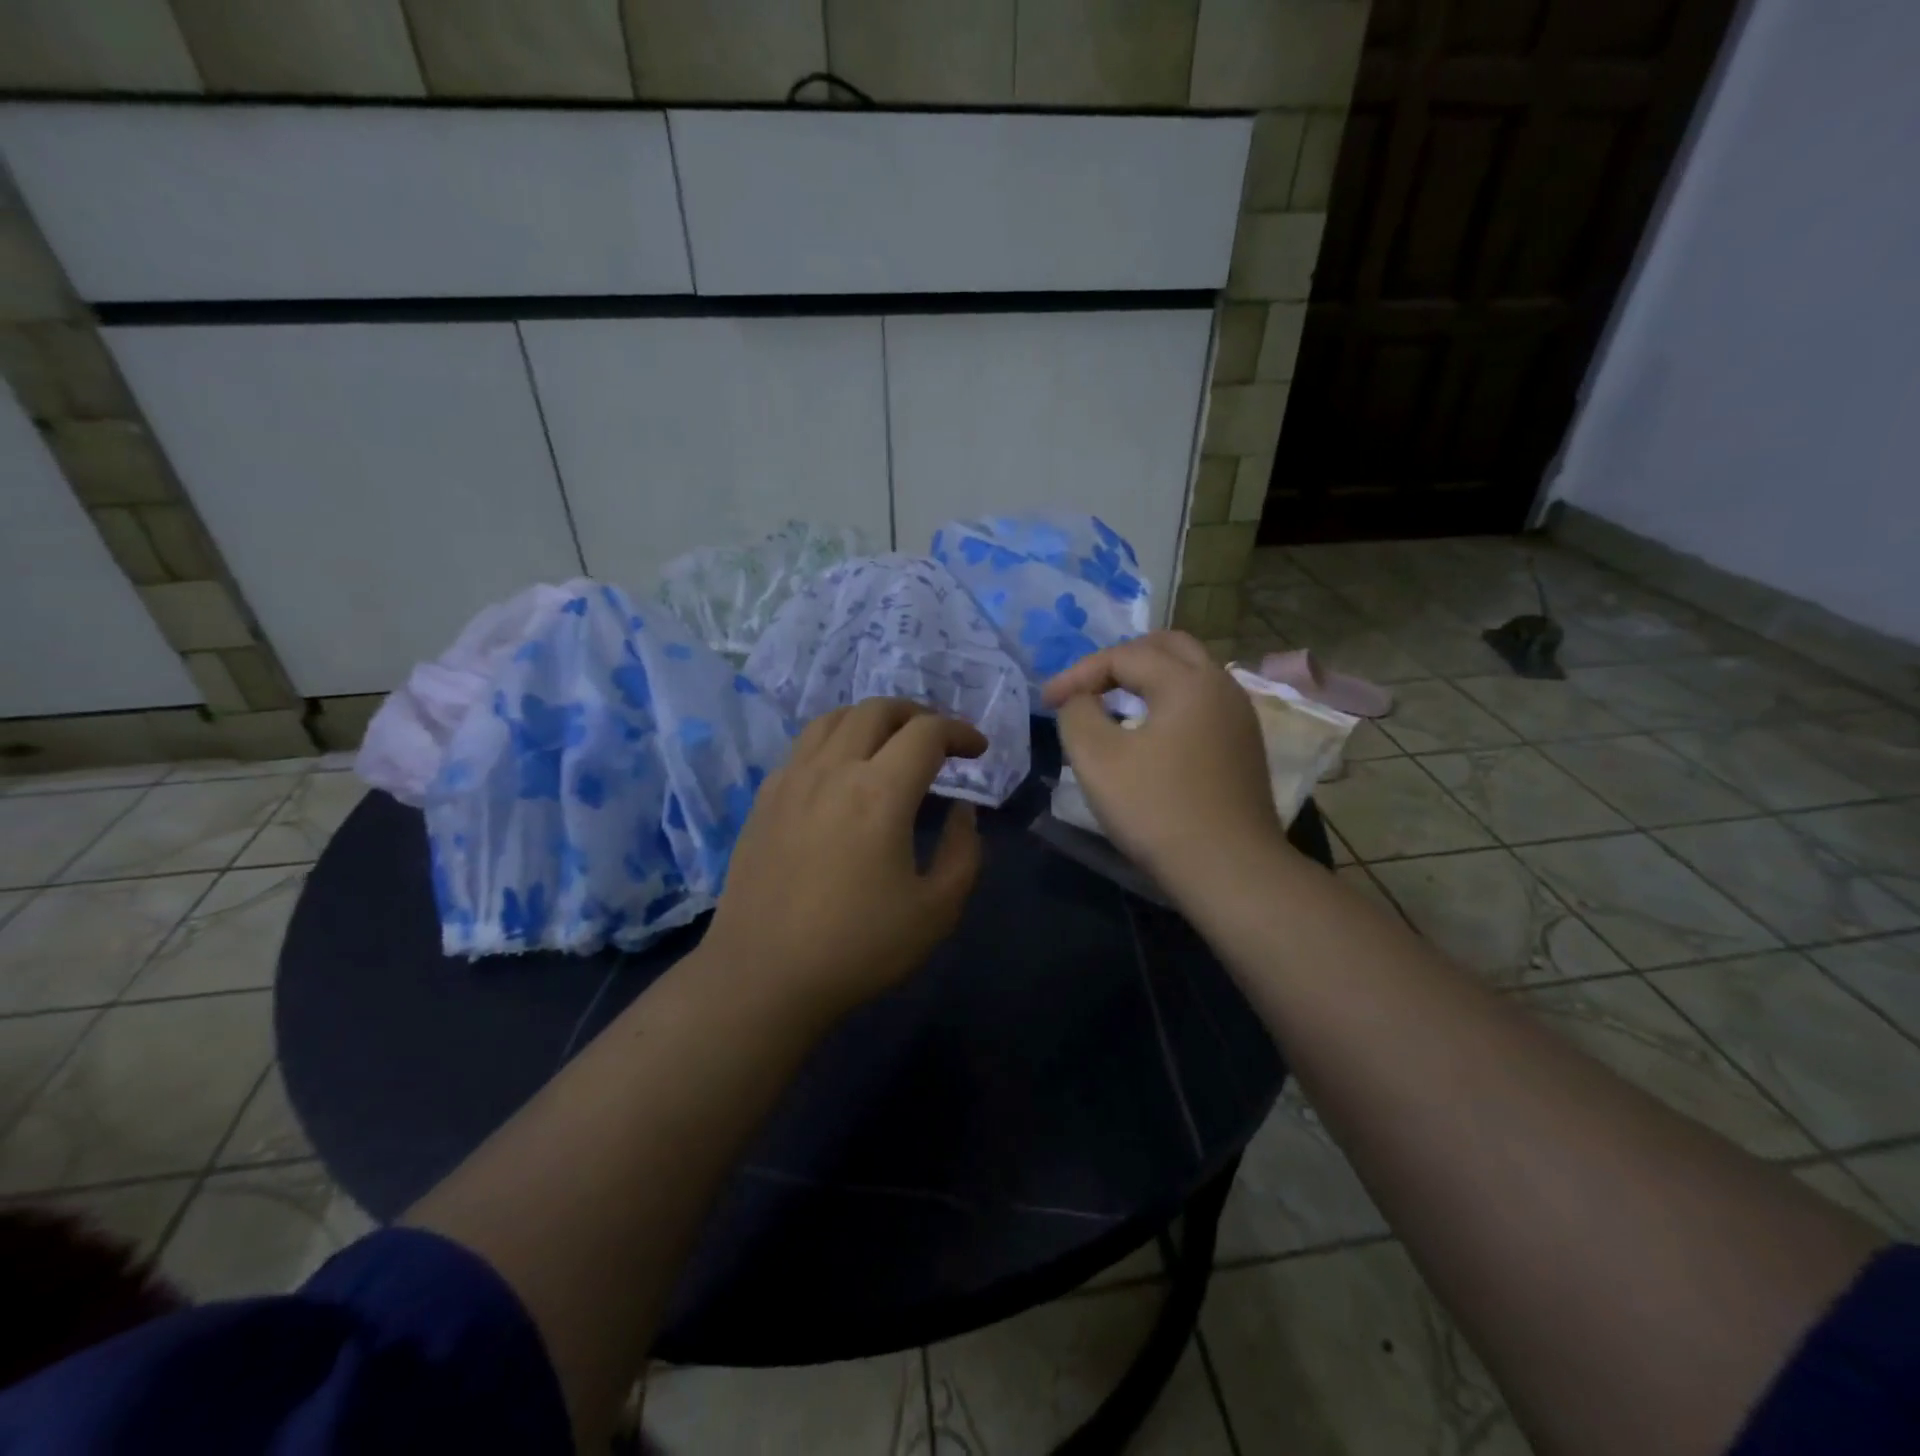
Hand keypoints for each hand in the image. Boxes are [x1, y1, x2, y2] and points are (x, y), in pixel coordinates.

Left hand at [702, 699, 987, 1023]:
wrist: (763, 977)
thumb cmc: (857, 948)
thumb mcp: (936, 911)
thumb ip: (963, 852)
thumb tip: (961, 811)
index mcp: (880, 793)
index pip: (926, 732)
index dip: (960, 732)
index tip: (977, 750)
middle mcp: (832, 770)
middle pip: (877, 709)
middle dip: (918, 714)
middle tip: (939, 740)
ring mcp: (791, 780)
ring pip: (834, 718)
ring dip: (873, 719)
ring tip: (891, 744)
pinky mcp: (764, 798)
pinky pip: (804, 745)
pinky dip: (836, 739)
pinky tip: (843, 771)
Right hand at [1042, 631, 1286, 894]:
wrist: (1229, 871)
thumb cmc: (1158, 810)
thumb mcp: (1097, 759)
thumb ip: (1077, 714)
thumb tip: (1081, 701)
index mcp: (1188, 681)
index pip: (1123, 656)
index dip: (1077, 674)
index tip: (1046, 704)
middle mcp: (1222, 686)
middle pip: (1166, 647)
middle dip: (1118, 660)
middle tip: (1086, 687)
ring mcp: (1239, 717)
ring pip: (1189, 673)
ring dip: (1146, 679)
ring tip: (1112, 704)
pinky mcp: (1244, 746)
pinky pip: (1201, 703)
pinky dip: (1168, 701)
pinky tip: (1148, 732)